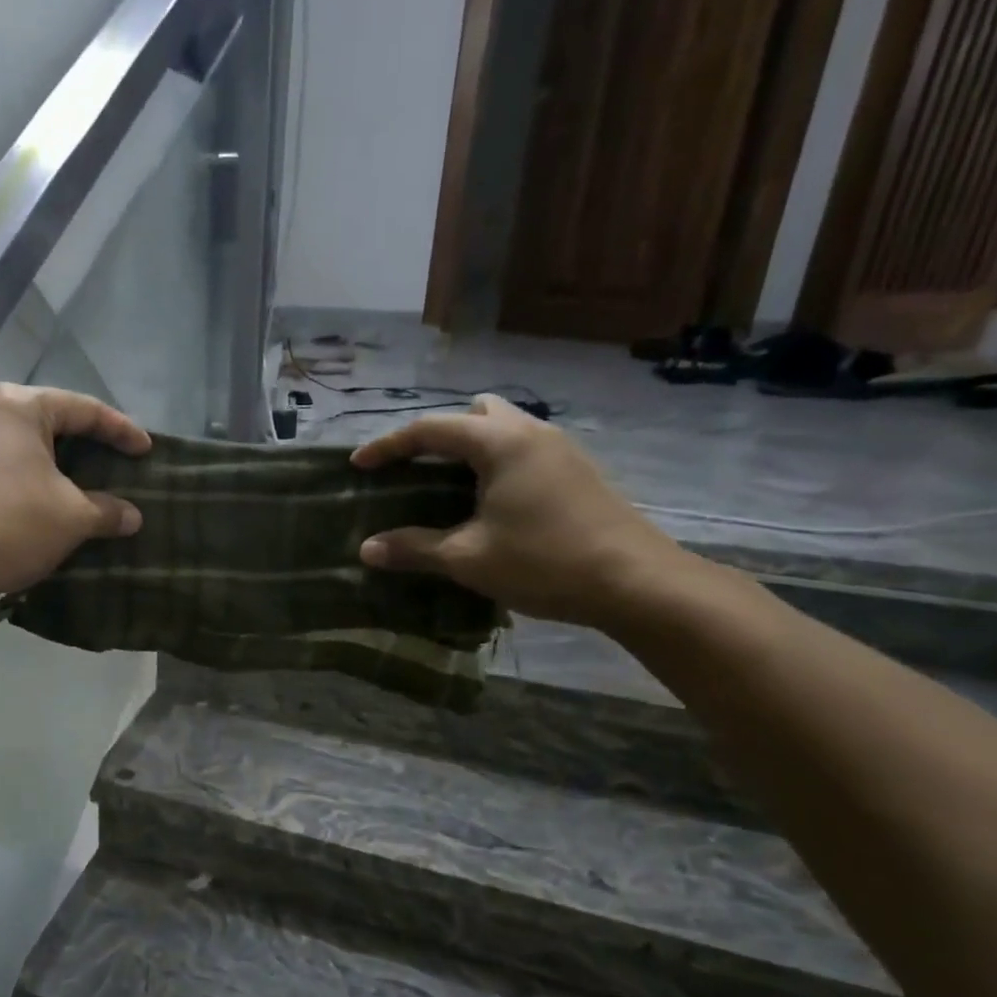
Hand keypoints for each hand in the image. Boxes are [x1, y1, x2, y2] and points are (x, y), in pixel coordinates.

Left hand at [0, 383, 149, 604]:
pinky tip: (61, 502)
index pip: (84, 409)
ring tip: (97, 486)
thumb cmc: (14, 523)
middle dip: (93, 446)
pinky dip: (43, 480)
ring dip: (68, 467)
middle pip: (56, 422)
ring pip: (35, 447)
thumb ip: (108, 510)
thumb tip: (132, 517)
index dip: (122, 431)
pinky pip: (15, 466)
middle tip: (124, 464)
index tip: (147, 451)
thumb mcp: (73, 516)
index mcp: (20, 406)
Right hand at [350, 396, 686, 627]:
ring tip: (448, 484)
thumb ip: (413, 549)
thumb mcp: (468, 558)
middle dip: (438, 435)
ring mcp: (561, 449)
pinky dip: (496, 461)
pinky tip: (490, 501)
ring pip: (505, 427)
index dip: (389, 445)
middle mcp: (531, 432)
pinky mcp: (577, 471)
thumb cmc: (544, 562)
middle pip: (474, 413)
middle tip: (415, 468)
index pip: (430, 429)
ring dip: (470, 447)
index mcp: (500, 443)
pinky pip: (524, 448)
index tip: (358, 464)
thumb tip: (366, 550)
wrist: (637, 583)